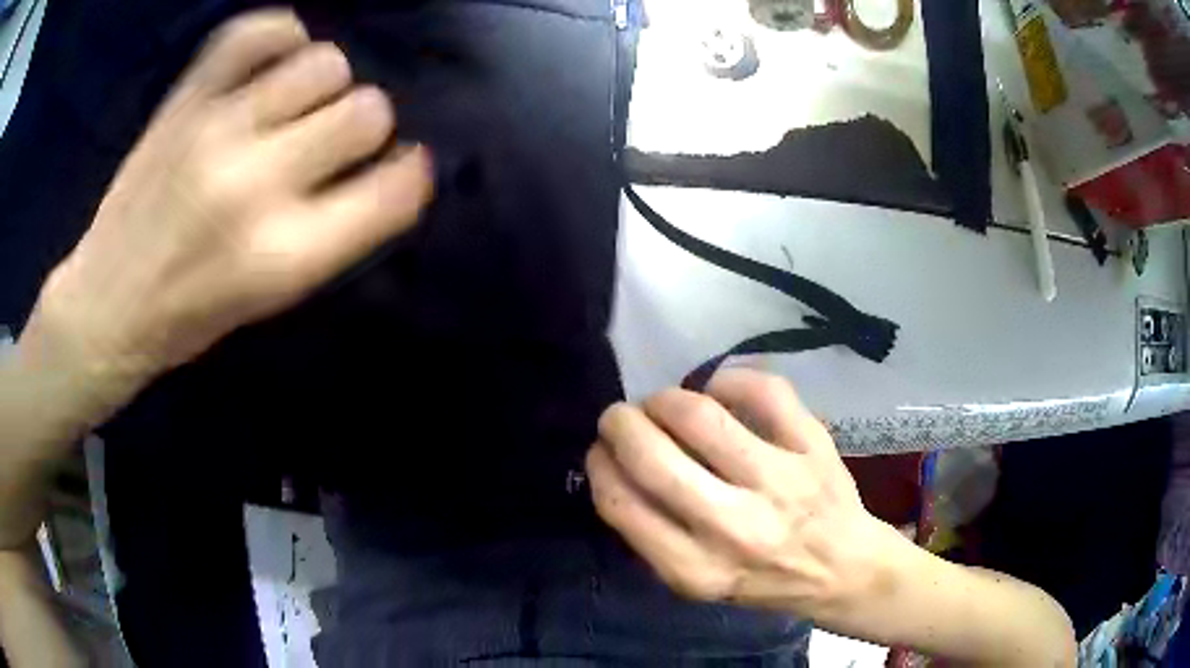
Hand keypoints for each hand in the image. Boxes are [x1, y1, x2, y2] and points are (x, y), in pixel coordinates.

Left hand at [25, 9, 431, 391]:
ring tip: (299, 102)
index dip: (411, 173)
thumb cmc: (189, 318)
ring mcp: (216, 132)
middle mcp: (255, 187)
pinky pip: (252, 34)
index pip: (396, 191)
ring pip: (323, 64)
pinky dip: (279, 35)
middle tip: (336, 140)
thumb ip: (334, 232)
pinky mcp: (184, 102)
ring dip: (327, 83)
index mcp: (285, 256)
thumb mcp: (272, 299)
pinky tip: (277, 57)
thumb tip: (387, 166)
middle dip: (368, 124)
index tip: (403, 167)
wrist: (106, 306)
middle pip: (368, 112)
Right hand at [586, 368, 892, 618]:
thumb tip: (616, 465)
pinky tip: (717, 391)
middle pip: (653, 456)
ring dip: (665, 399)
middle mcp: (735, 527)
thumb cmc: (762, 579)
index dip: (599, 465)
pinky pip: (761, 389)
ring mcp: (779, 481)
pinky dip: (727, 380)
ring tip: (664, 404)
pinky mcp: (812, 446)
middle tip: (621, 417)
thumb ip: (652, 534)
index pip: (621, 503)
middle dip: (620, 423)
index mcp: (696, 569)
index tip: (601, 451)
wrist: (842, 568)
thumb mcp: (695, 583)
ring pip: (700, 416)